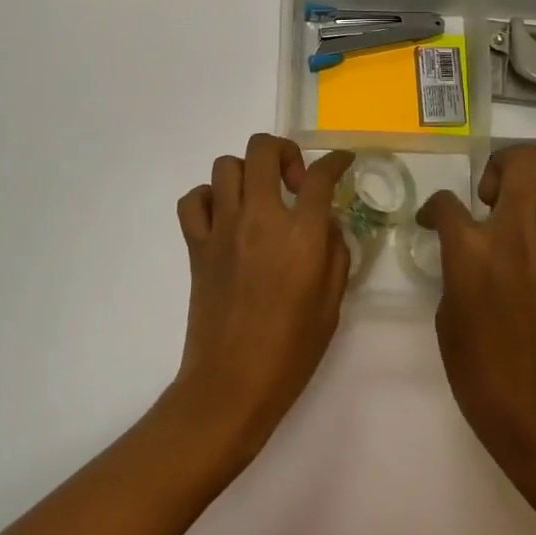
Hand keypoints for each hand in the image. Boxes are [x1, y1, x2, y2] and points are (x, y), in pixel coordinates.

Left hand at [168, 136, 353, 463]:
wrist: (231, 384)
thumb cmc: (290, 351)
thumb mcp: (331, 304)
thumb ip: (335, 253)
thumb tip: (326, 222)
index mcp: (300, 235)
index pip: (320, 176)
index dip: (336, 161)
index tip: (342, 162)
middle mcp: (260, 218)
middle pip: (264, 149)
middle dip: (285, 151)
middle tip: (294, 181)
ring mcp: (223, 228)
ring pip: (226, 166)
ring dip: (247, 173)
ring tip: (260, 198)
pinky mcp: (196, 245)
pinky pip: (194, 200)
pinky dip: (208, 198)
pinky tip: (225, 216)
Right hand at [417, 147, 535, 484]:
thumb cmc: (478, 369)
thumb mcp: (447, 311)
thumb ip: (456, 267)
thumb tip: (466, 252)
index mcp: (470, 249)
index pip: (446, 201)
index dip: (433, 208)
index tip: (432, 221)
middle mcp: (514, 233)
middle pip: (522, 161)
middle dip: (501, 165)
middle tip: (489, 196)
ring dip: (534, 186)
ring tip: (517, 214)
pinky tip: (534, 246)